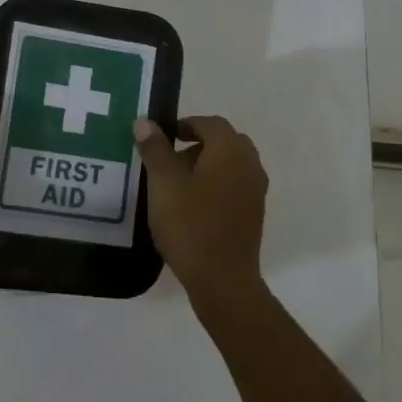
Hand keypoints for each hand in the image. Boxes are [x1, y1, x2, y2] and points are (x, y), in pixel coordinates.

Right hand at [133, 115, 267, 312]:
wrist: (222, 279)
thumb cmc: (190, 224)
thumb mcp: (164, 183)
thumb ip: (155, 149)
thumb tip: (145, 122)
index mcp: (230, 150)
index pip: (210, 123)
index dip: (186, 125)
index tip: (164, 137)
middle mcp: (249, 164)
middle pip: (224, 142)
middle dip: (198, 144)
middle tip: (170, 158)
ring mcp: (255, 191)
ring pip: (231, 165)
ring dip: (207, 165)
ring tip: (178, 184)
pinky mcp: (254, 214)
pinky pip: (235, 186)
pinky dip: (216, 185)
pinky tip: (193, 206)